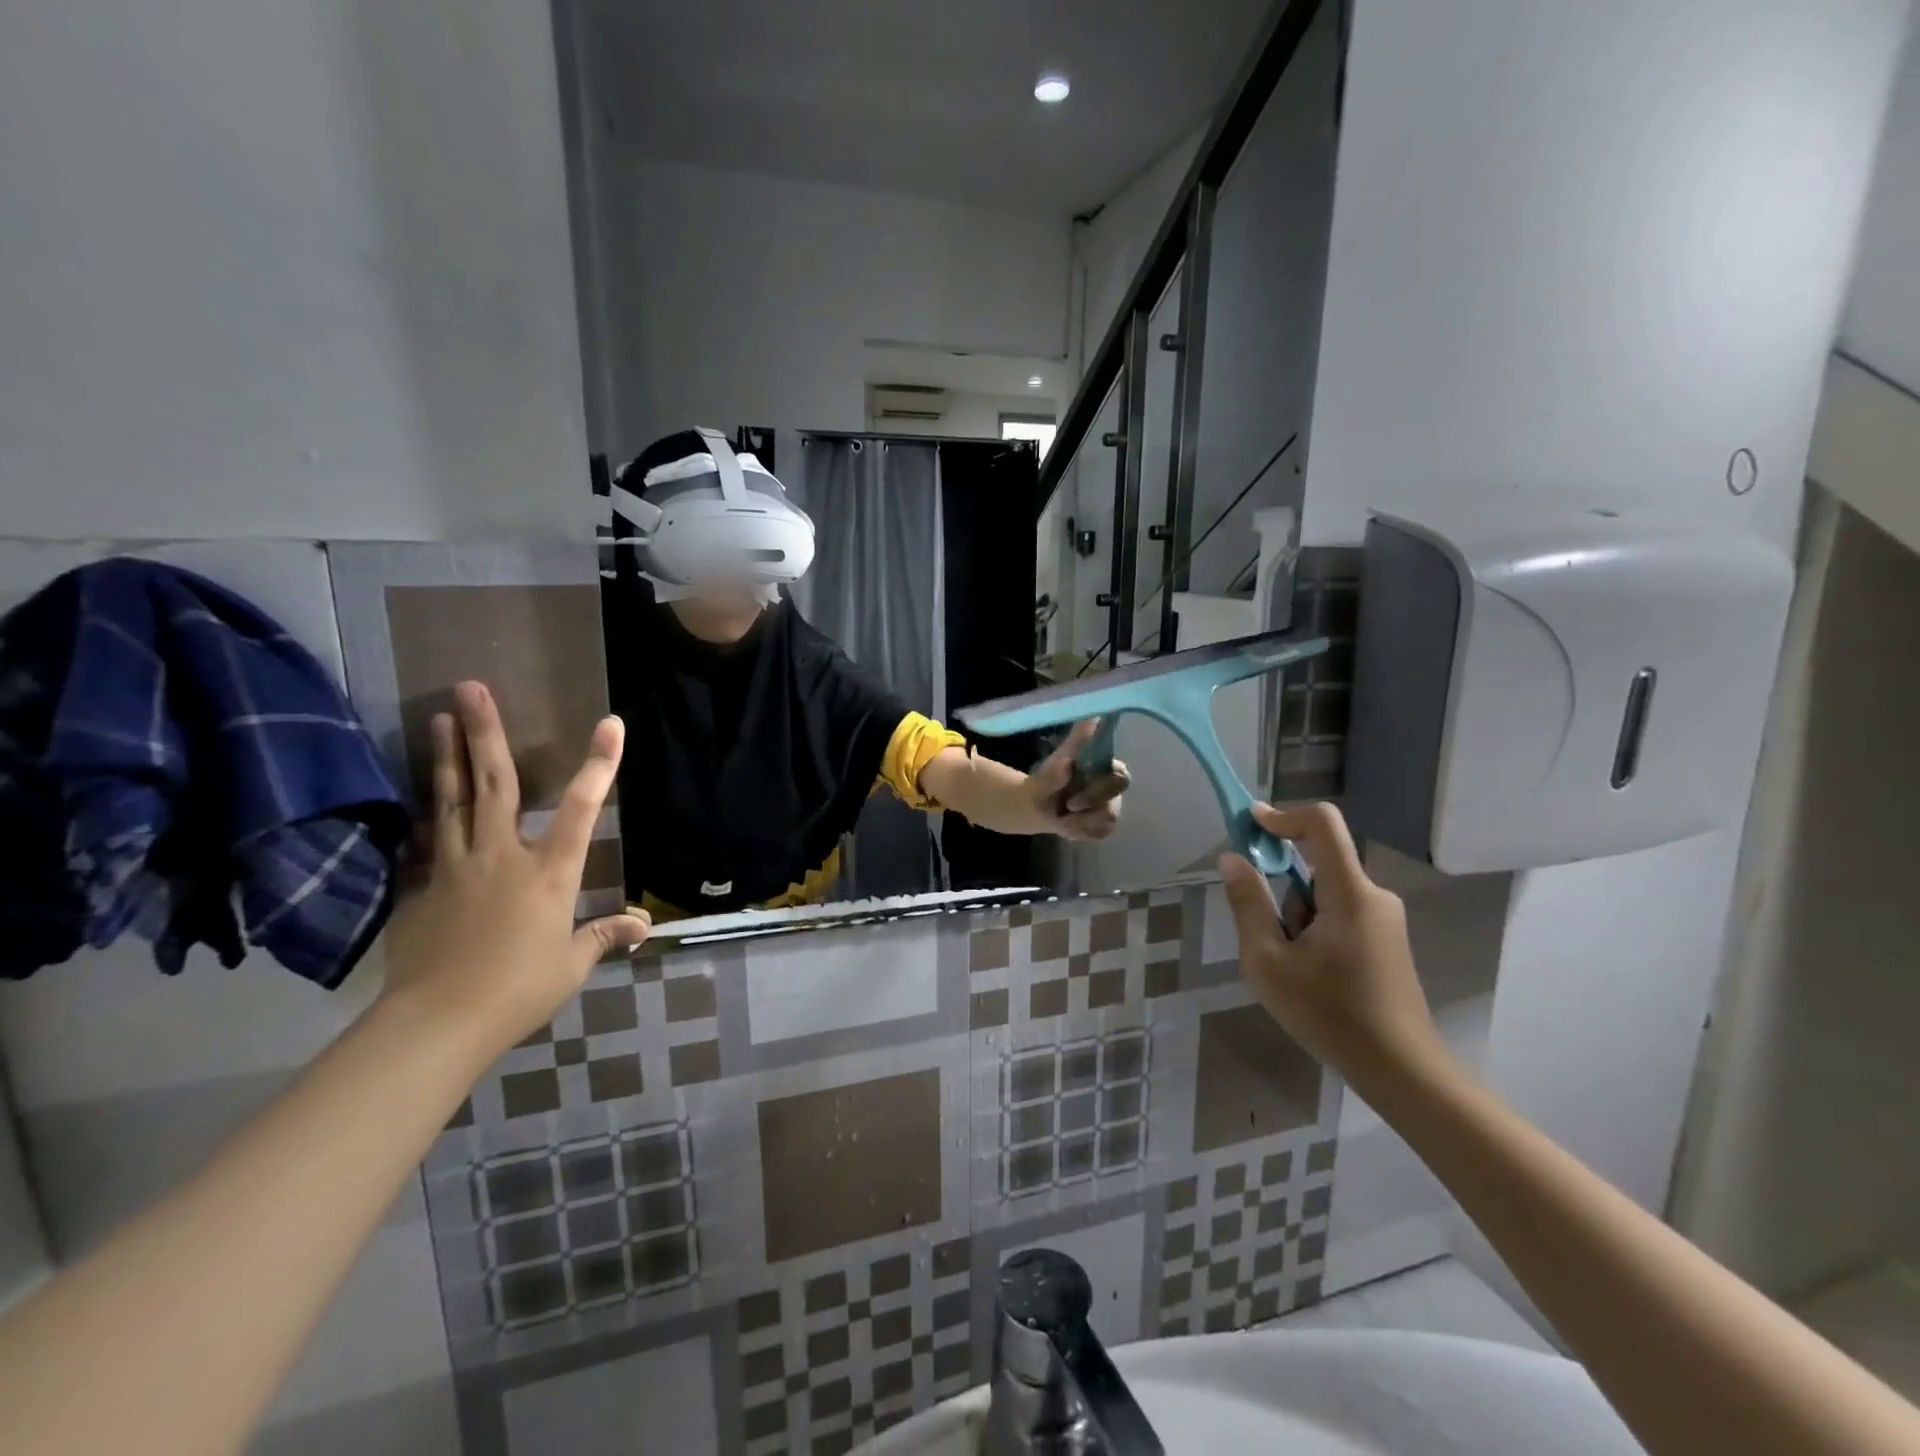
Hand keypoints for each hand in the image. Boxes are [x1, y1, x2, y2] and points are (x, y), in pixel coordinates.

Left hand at [380, 681, 650, 1054]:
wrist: (435, 1023)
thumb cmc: (517, 990)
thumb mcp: (571, 964)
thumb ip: (603, 935)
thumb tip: (643, 925)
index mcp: (549, 872)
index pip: (583, 808)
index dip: (600, 764)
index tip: (610, 723)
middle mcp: (502, 855)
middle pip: (495, 784)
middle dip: (485, 732)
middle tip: (471, 687)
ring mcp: (455, 867)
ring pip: (452, 800)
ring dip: (447, 756)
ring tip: (440, 717)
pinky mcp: (422, 888)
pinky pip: (429, 841)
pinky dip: (430, 814)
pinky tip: (425, 798)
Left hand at [1027, 719, 1128, 840]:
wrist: (1038, 804)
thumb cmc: (1048, 777)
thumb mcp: (1055, 762)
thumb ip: (1074, 744)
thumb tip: (1090, 721)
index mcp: (1106, 767)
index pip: (1120, 777)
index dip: (1100, 790)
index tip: (1074, 799)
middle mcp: (1113, 786)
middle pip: (1114, 804)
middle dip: (1088, 809)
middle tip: (1067, 807)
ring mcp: (1111, 806)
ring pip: (1106, 821)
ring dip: (1080, 822)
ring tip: (1062, 816)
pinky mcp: (1104, 824)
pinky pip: (1099, 832)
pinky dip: (1079, 831)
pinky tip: (1067, 824)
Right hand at [1218, 802, 1450, 1088]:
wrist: (1401, 1070)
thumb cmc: (1329, 1013)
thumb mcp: (1268, 961)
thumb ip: (1248, 903)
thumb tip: (1232, 858)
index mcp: (1349, 893)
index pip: (1322, 824)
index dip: (1282, 815)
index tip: (1249, 825)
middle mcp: (1373, 896)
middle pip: (1317, 865)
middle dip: (1283, 892)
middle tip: (1267, 939)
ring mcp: (1383, 918)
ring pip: (1325, 893)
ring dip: (1297, 916)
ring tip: (1292, 969)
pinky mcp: (1385, 939)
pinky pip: (1339, 913)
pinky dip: (1314, 929)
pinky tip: (1312, 975)